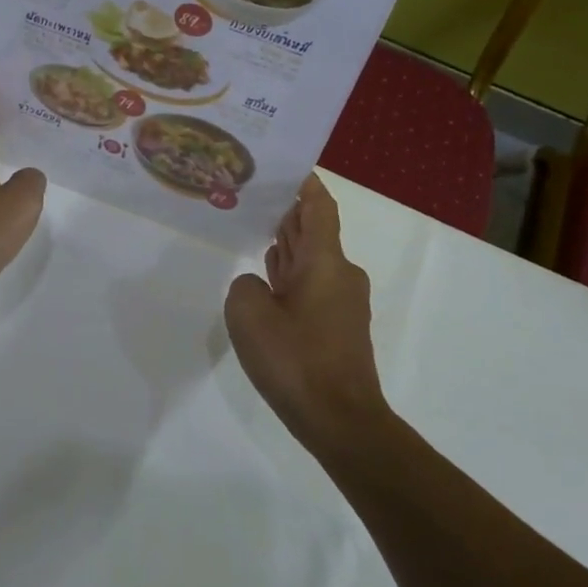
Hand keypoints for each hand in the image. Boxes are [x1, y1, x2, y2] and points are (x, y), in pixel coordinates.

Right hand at [224, 174, 389, 455]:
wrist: (341, 421)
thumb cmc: (296, 359)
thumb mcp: (249, 314)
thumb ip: (245, 285)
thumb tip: (258, 287)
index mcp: (325, 261)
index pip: (319, 207)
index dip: (305, 183)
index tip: (286, 166)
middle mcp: (340, 274)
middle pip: (314, 231)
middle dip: (287, 213)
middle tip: (253, 197)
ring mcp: (342, 303)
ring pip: (312, 261)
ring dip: (287, 247)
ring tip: (253, 231)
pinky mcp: (338, 328)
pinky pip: (312, 287)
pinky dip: (291, 277)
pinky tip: (266, 282)